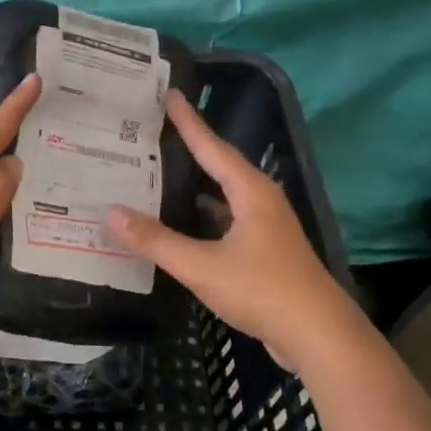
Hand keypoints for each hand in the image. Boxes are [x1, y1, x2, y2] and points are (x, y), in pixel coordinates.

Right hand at [108, 92, 352, 358]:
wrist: (319, 337)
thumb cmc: (263, 290)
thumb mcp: (202, 266)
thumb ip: (156, 240)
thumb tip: (112, 212)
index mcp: (250, 191)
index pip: (211, 146)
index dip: (188, 120)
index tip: (169, 93)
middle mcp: (260, 199)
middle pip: (218, 164)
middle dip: (188, 146)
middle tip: (154, 130)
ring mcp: (265, 225)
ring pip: (222, 193)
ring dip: (194, 183)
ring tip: (158, 170)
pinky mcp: (265, 249)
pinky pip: (226, 217)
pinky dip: (202, 213)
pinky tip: (180, 221)